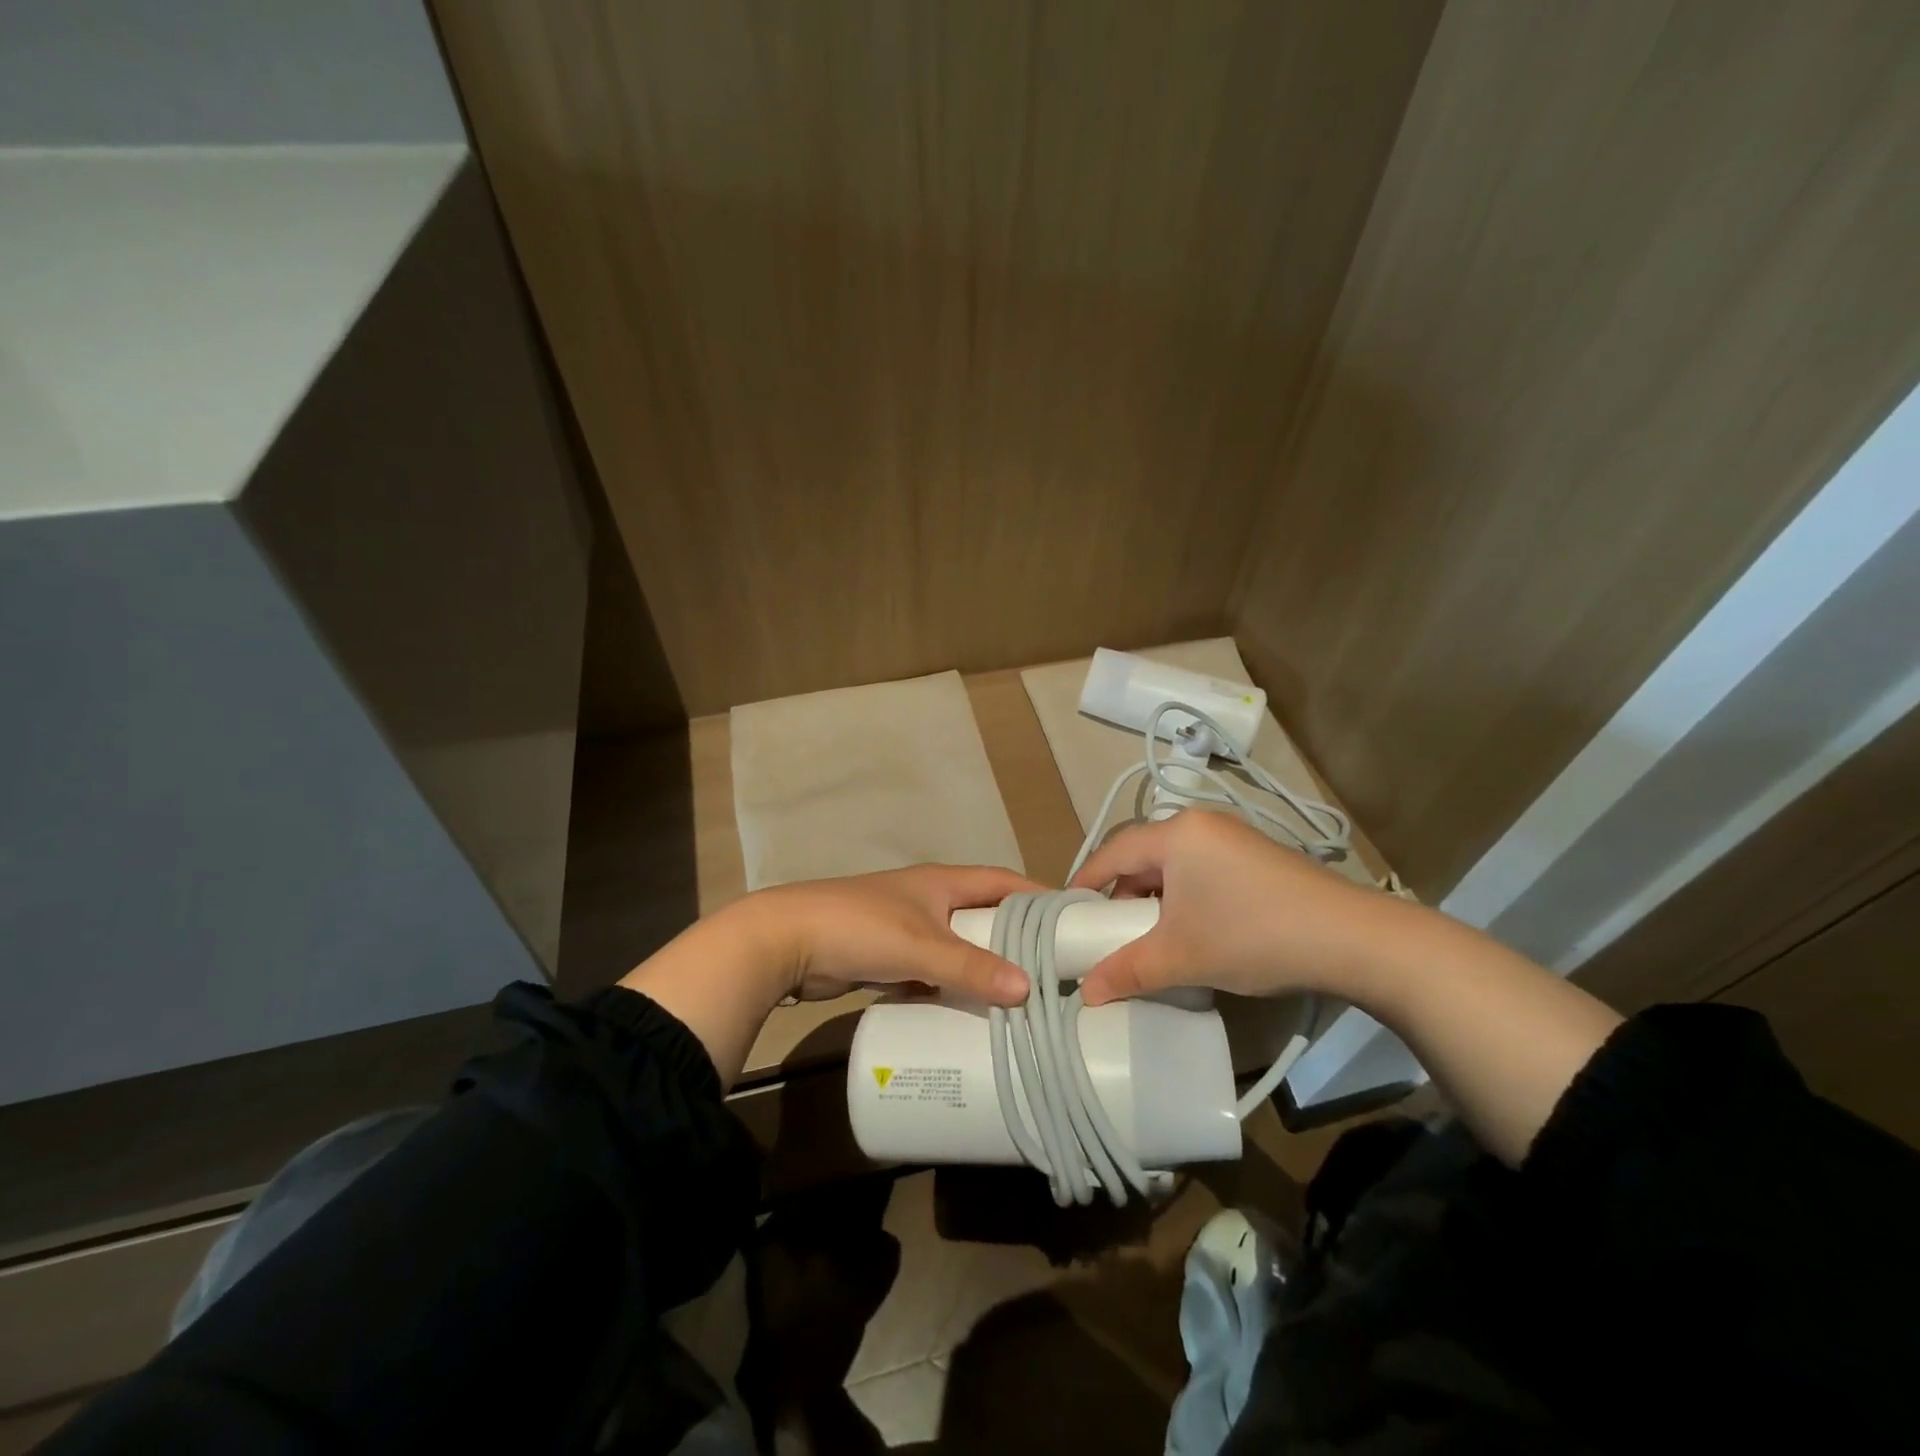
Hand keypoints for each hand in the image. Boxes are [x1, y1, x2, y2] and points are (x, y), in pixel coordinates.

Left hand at [619, 863, 1038, 1086]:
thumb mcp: (920, 946)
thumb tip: (1028, 988)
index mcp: (942, 882)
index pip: (1002, 880)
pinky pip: (932, 970)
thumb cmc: (859, 928)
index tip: (1072, 917)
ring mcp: (906, 928)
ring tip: (1020, 997)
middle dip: (1015, 937)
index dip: (1036, 894)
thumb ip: (971, 966)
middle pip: (983, 915)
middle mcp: (929, 899)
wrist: (786, 940)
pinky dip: (950, 986)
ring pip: (958, 946)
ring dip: (982, 966)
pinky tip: (968, 1011)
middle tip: (1054, 968)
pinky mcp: (886, 957)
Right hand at [1068, 810, 1404, 1006]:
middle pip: (1142, 855)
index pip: (1113, 852)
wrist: (1352, 939)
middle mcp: (1201, 824)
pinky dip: (1183, 895)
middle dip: (1120, 892)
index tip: (1066, 911)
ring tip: (1146, 934)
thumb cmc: (1252, 935)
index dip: (1085, 881)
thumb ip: (1128, 970)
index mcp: (1176, 834)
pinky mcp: (1255, 856)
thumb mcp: (1182, 956)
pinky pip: (1200, 869)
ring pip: (1173, 864)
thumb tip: (1086, 994)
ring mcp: (1232, 837)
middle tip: (1105, 929)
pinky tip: (1190, 927)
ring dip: (1153, 897)